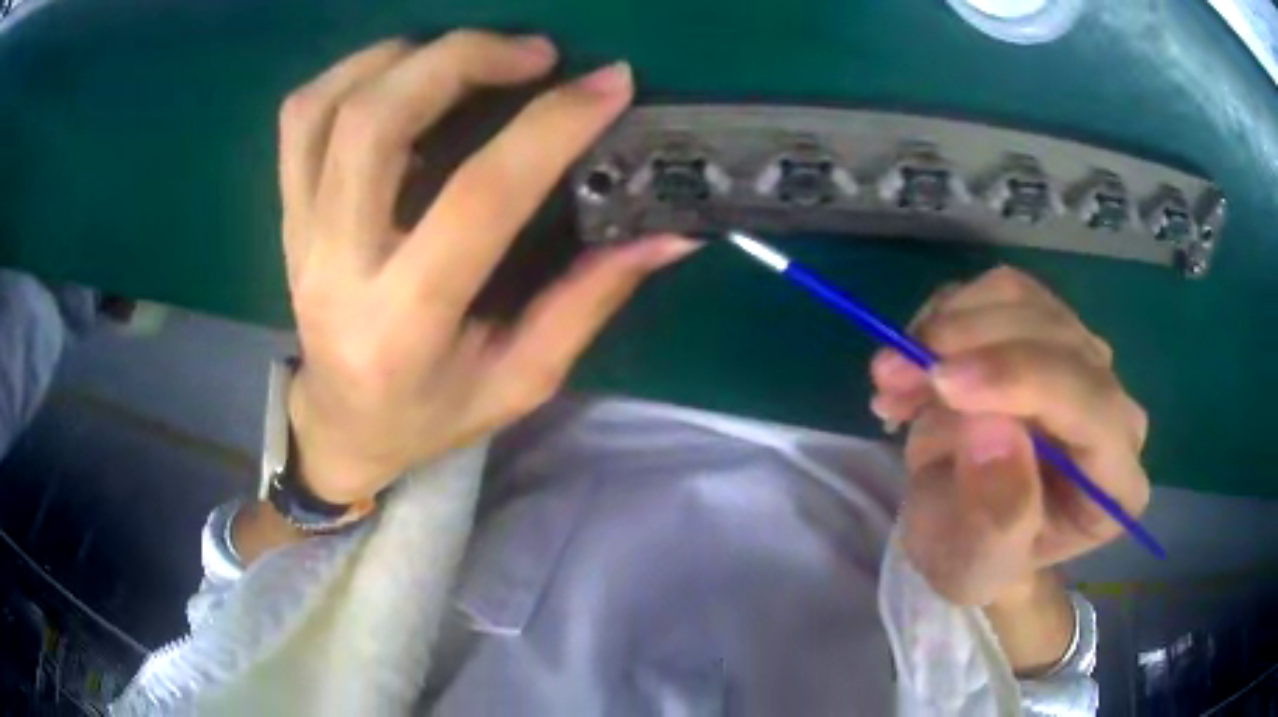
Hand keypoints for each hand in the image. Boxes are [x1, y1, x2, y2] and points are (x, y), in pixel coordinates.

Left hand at [278, 32, 696, 503]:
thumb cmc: (431, 415)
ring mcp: (300, 235)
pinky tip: (402, 72)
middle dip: (462, 60)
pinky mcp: (287, 215)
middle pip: (375, 124)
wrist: (341, 426)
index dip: (549, 126)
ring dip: (404, 56)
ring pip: (328, 106)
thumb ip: (589, 300)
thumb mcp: (521, 379)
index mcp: (404, 324)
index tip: (610, 83)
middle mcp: (337, 267)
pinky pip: (300, 118)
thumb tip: (669, 233)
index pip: (477, 198)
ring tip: (469, 54)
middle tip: (533, 53)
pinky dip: (352, 72)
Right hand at [869, 266, 1149, 605]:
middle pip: (1059, 339)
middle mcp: (1114, 411)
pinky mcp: (1048, 331)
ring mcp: (1084, 362)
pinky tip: (916, 360)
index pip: (1093, 406)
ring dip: (950, 327)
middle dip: (971, 346)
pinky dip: (947, 314)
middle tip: (891, 377)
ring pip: (1027, 301)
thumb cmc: (976, 559)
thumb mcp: (975, 563)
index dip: (1023, 379)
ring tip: (893, 377)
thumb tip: (992, 430)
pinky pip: (1000, 291)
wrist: (966, 531)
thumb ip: (997, 516)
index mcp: (1115, 482)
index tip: (944, 381)